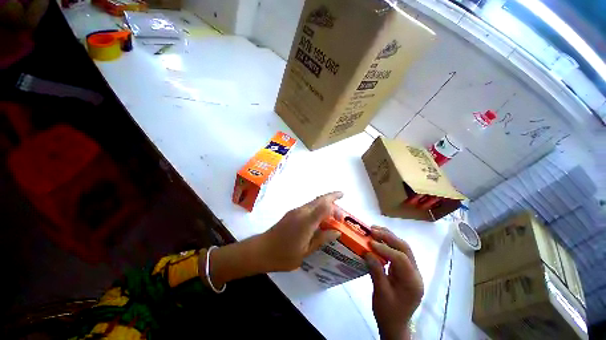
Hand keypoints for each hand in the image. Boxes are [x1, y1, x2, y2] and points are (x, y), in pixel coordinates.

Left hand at [204, 192, 342, 287]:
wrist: (261, 250)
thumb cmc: (284, 255)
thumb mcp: (306, 251)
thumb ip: (322, 239)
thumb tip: (336, 232)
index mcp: (306, 221)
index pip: (324, 205)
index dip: (335, 201)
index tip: (343, 209)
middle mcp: (301, 212)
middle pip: (320, 199)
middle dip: (332, 198)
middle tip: (341, 209)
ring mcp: (295, 211)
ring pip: (314, 202)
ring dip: (325, 204)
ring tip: (333, 214)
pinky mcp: (291, 213)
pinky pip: (308, 207)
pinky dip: (317, 208)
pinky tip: (320, 218)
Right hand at [365, 227, 423, 339]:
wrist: (395, 325)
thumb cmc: (388, 312)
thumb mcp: (380, 294)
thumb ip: (376, 271)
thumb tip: (368, 252)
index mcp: (412, 282)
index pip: (401, 259)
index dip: (385, 249)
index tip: (370, 243)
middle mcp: (415, 273)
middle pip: (405, 249)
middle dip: (389, 237)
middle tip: (372, 230)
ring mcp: (411, 271)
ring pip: (403, 248)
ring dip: (389, 237)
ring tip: (374, 229)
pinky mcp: (404, 270)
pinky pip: (398, 252)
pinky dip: (388, 243)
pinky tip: (378, 240)